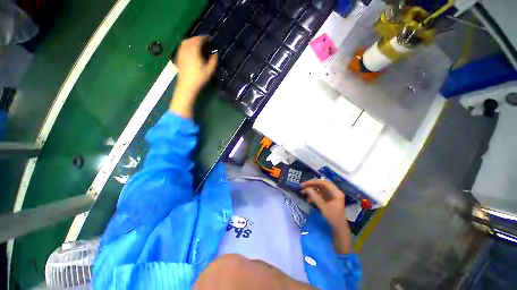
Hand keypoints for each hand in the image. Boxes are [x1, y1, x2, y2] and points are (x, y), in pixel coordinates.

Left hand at [170, 36, 217, 117]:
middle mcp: (186, 50)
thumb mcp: (210, 70)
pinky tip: (190, 51)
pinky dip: (186, 46)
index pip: (198, 40)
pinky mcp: (179, 59)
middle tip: (204, 42)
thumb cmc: (199, 79)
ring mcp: (181, 54)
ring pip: (185, 43)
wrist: (187, 87)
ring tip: (197, 45)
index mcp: (194, 51)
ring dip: (191, 41)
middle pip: (191, 40)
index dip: (204, 38)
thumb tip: (215, 53)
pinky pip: (182, 48)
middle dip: (197, 39)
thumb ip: (214, 60)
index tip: (209, 39)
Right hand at [301, 179, 351, 253]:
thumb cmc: (333, 219)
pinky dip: (314, 195)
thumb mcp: (323, 208)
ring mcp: (332, 196)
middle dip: (311, 185)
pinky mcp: (329, 200)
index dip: (313, 182)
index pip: (323, 183)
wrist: (339, 231)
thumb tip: (307, 188)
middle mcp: (334, 192)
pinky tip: (308, 199)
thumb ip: (315, 197)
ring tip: (303, 192)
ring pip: (320, 190)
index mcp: (336, 193)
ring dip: (311, 190)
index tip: (304, 184)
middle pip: (321, 185)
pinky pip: (320, 195)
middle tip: (302, 186)